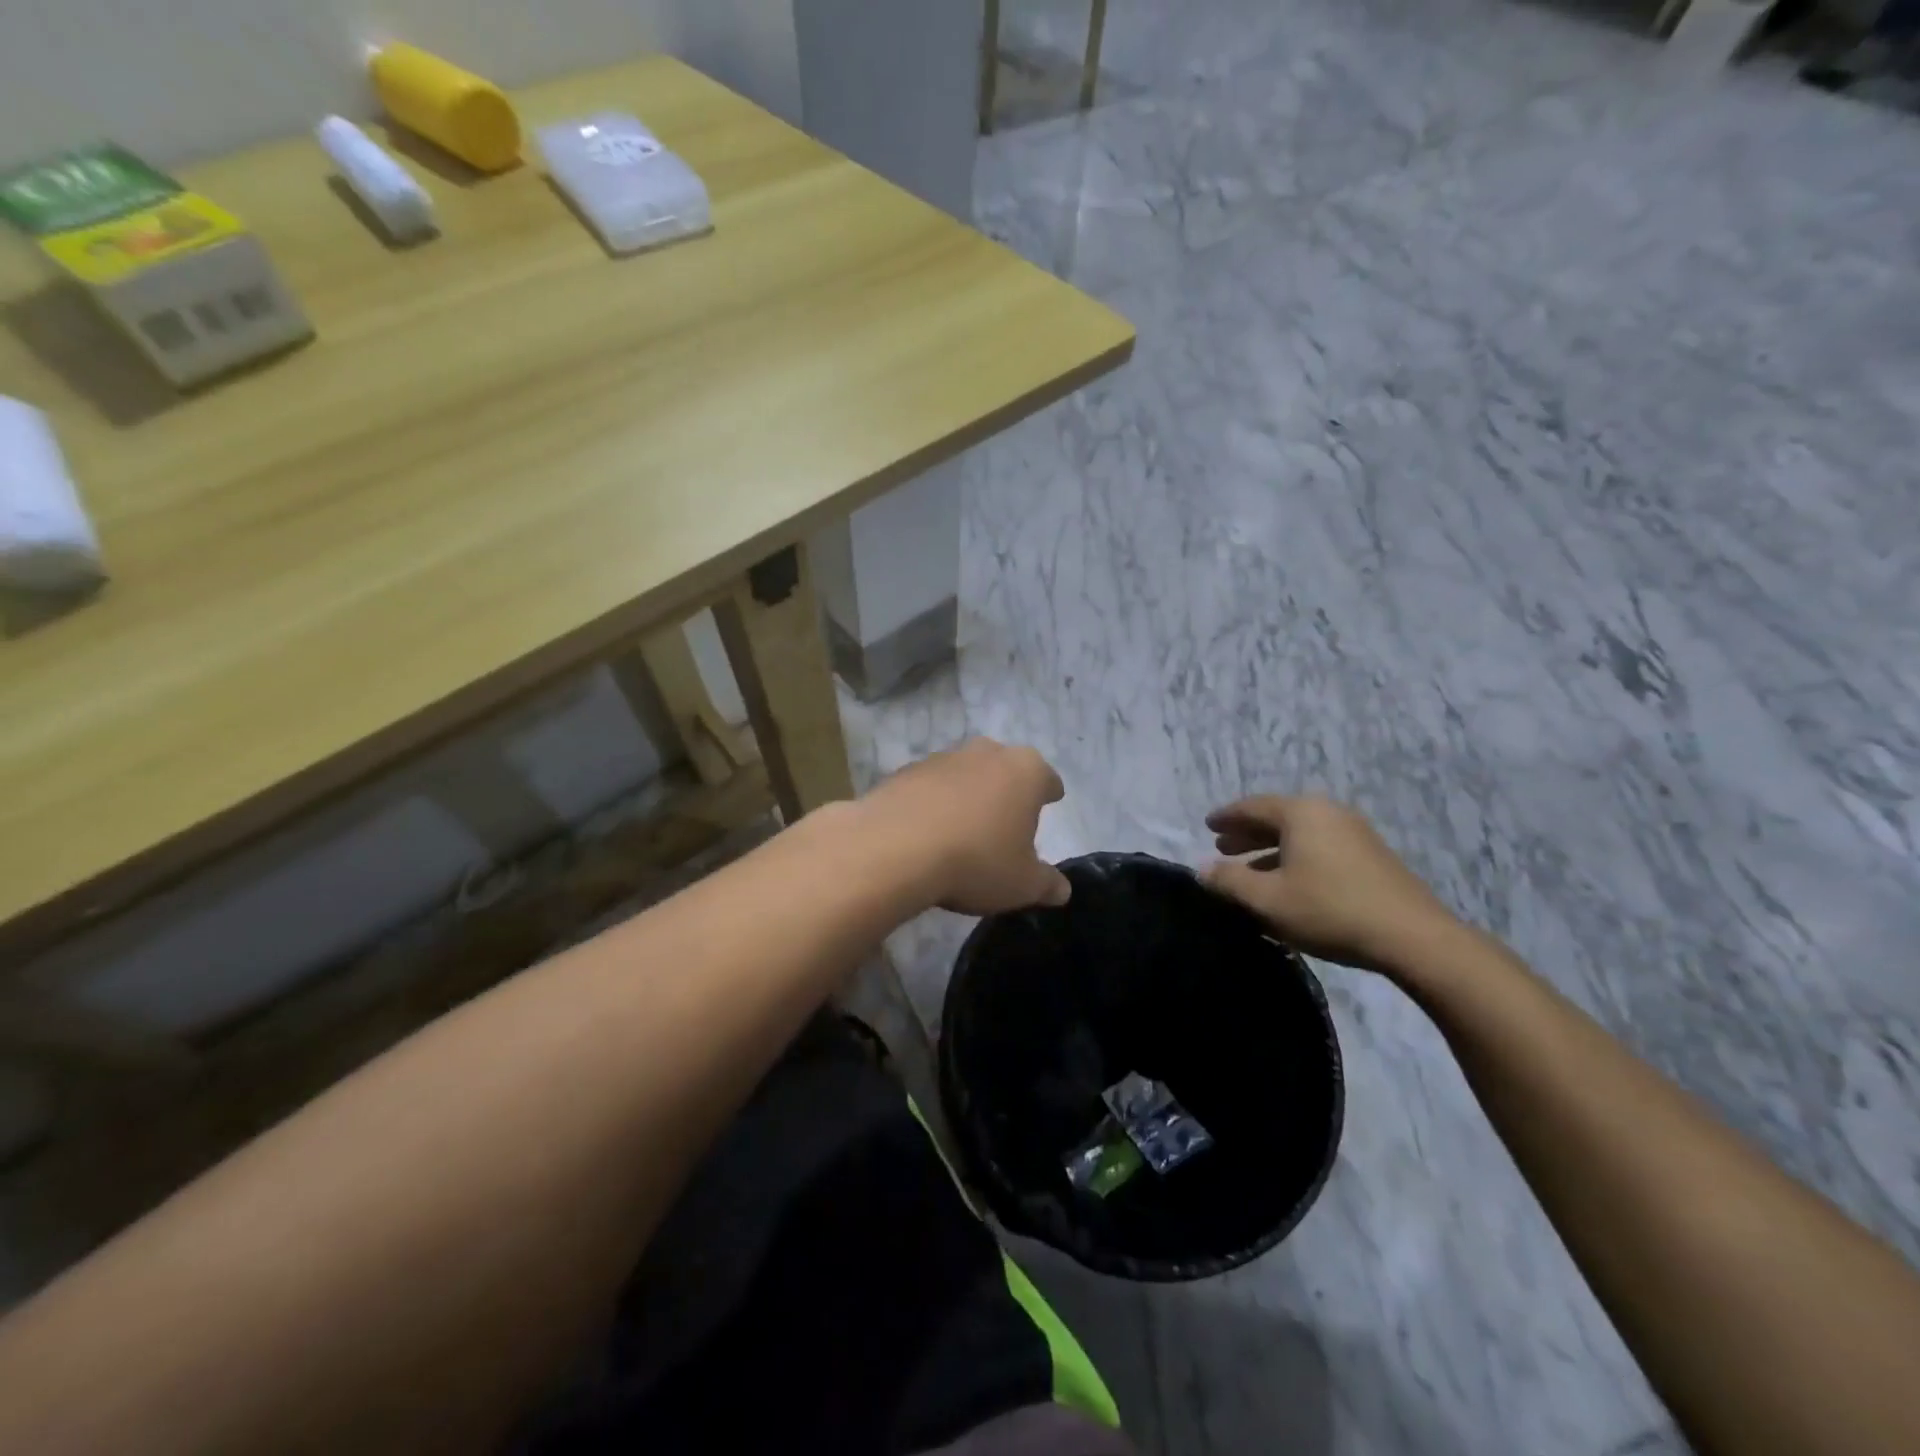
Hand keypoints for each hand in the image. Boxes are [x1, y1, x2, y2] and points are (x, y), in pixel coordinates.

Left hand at [861, 740, 1071, 916]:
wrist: (894, 848)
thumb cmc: (976, 861)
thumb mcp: (1022, 884)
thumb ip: (1047, 884)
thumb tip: (1061, 889)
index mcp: (1026, 771)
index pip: (1048, 780)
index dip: (1049, 795)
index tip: (1049, 804)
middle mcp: (987, 752)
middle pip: (1005, 770)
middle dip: (1006, 791)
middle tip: (1005, 822)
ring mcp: (943, 757)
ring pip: (965, 774)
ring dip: (967, 795)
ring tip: (962, 831)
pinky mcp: (905, 770)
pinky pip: (930, 787)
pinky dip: (933, 803)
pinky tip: (927, 832)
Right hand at [1203, 795, 1463, 976]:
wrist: (1412, 937)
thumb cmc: (1329, 910)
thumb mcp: (1267, 900)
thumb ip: (1229, 881)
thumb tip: (1203, 869)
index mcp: (1300, 813)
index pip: (1251, 806)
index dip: (1226, 817)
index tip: (1207, 825)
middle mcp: (1327, 812)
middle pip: (1277, 817)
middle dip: (1248, 833)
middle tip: (1223, 848)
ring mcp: (1354, 832)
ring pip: (1300, 834)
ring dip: (1271, 849)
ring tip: (1251, 869)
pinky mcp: (1371, 856)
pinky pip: (1320, 846)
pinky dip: (1296, 857)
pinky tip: (1289, 883)